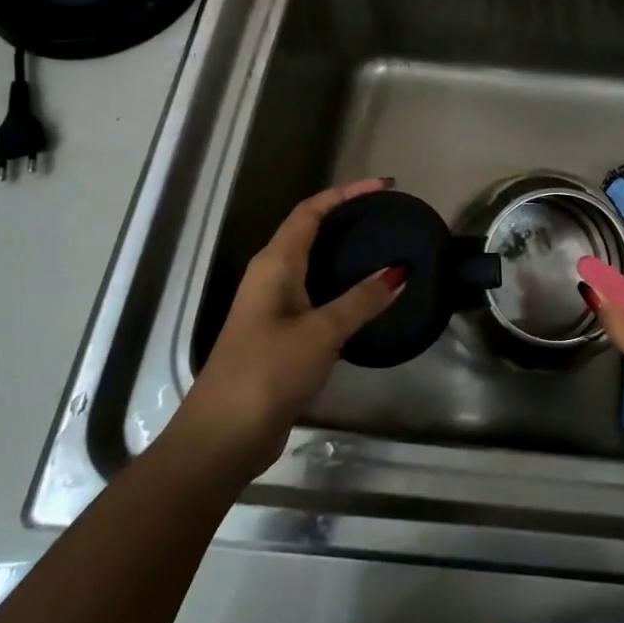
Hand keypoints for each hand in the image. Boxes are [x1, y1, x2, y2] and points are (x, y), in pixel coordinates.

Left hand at [178, 179, 403, 472]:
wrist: (223, 435)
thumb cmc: (268, 371)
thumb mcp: (321, 332)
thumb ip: (361, 300)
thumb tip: (399, 270)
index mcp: (275, 264)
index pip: (311, 211)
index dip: (346, 193)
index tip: (383, 187)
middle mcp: (272, 277)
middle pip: (311, 232)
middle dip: (348, 218)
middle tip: (389, 217)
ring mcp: (274, 307)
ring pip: (315, 266)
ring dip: (347, 254)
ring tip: (387, 250)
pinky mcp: (282, 335)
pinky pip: (319, 296)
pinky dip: (345, 289)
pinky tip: (370, 300)